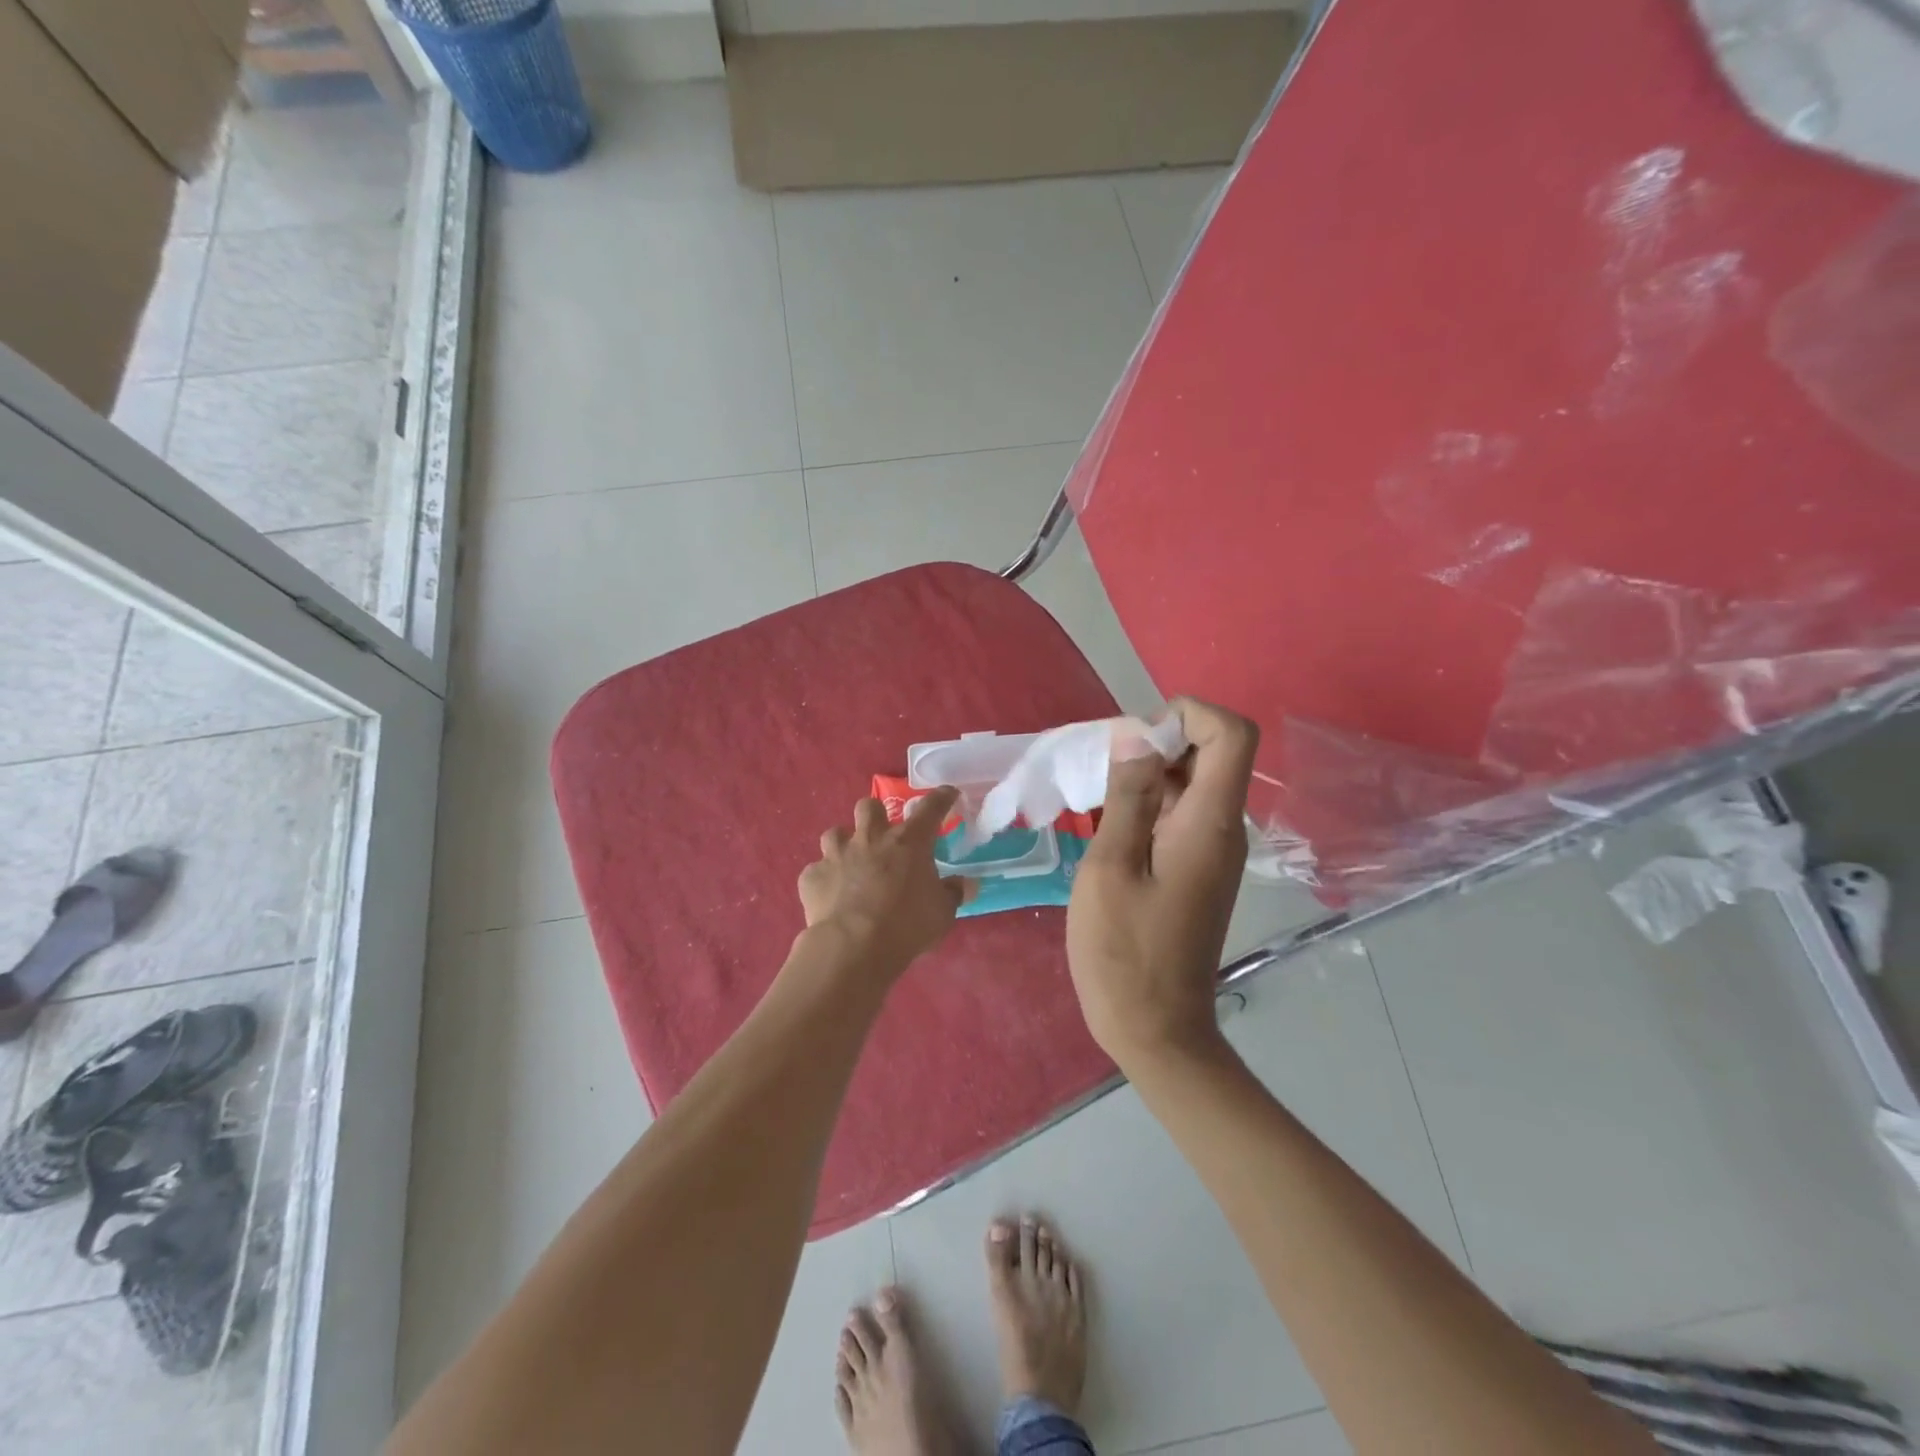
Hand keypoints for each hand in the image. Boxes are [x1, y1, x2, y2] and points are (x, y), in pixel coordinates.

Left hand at [799, 787, 971, 978]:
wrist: (853, 946)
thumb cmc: (907, 925)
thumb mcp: (942, 913)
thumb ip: (953, 893)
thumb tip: (965, 884)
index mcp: (908, 842)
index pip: (930, 808)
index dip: (941, 798)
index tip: (947, 794)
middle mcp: (871, 838)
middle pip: (869, 806)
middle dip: (876, 815)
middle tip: (882, 834)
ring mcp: (837, 855)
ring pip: (835, 833)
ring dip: (844, 844)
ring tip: (850, 861)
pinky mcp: (812, 876)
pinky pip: (817, 870)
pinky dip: (824, 879)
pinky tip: (830, 894)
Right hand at [1066, 699, 1257, 1069]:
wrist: (1155, 1029)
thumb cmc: (1124, 952)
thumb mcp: (1110, 867)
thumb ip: (1128, 797)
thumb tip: (1137, 736)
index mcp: (1209, 823)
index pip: (1231, 734)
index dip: (1188, 715)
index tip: (1135, 740)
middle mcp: (1223, 829)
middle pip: (1210, 752)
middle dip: (1157, 741)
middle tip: (1102, 768)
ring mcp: (1212, 850)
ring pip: (1192, 781)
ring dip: (1147, 772)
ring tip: (1095, 793)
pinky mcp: (1196, 868)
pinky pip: (1180, 812)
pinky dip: (1147, 801)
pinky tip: (1107, 822)